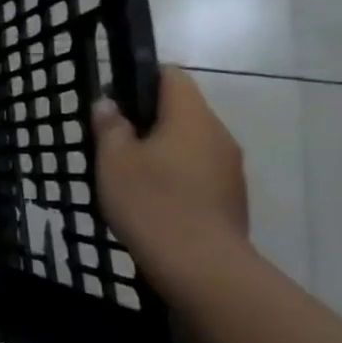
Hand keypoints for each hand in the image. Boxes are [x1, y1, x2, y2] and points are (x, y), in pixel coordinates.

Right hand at [91, 68, 248, 254]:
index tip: (116, 98)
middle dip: (150, 119)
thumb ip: (110, 127)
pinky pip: (201, 172)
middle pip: (183, 111)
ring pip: (192, 143)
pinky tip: (155, 200)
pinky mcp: (233, 198)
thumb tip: (108, 104)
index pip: (172, 76)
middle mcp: (219, 135)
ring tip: (131, 174)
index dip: (142, 78)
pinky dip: (178, 176)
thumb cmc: (151, 202)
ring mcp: (231, 168)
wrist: (200, 266)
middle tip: (114, 141)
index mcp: (191, 117)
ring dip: (164, 150)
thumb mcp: (113, 161)